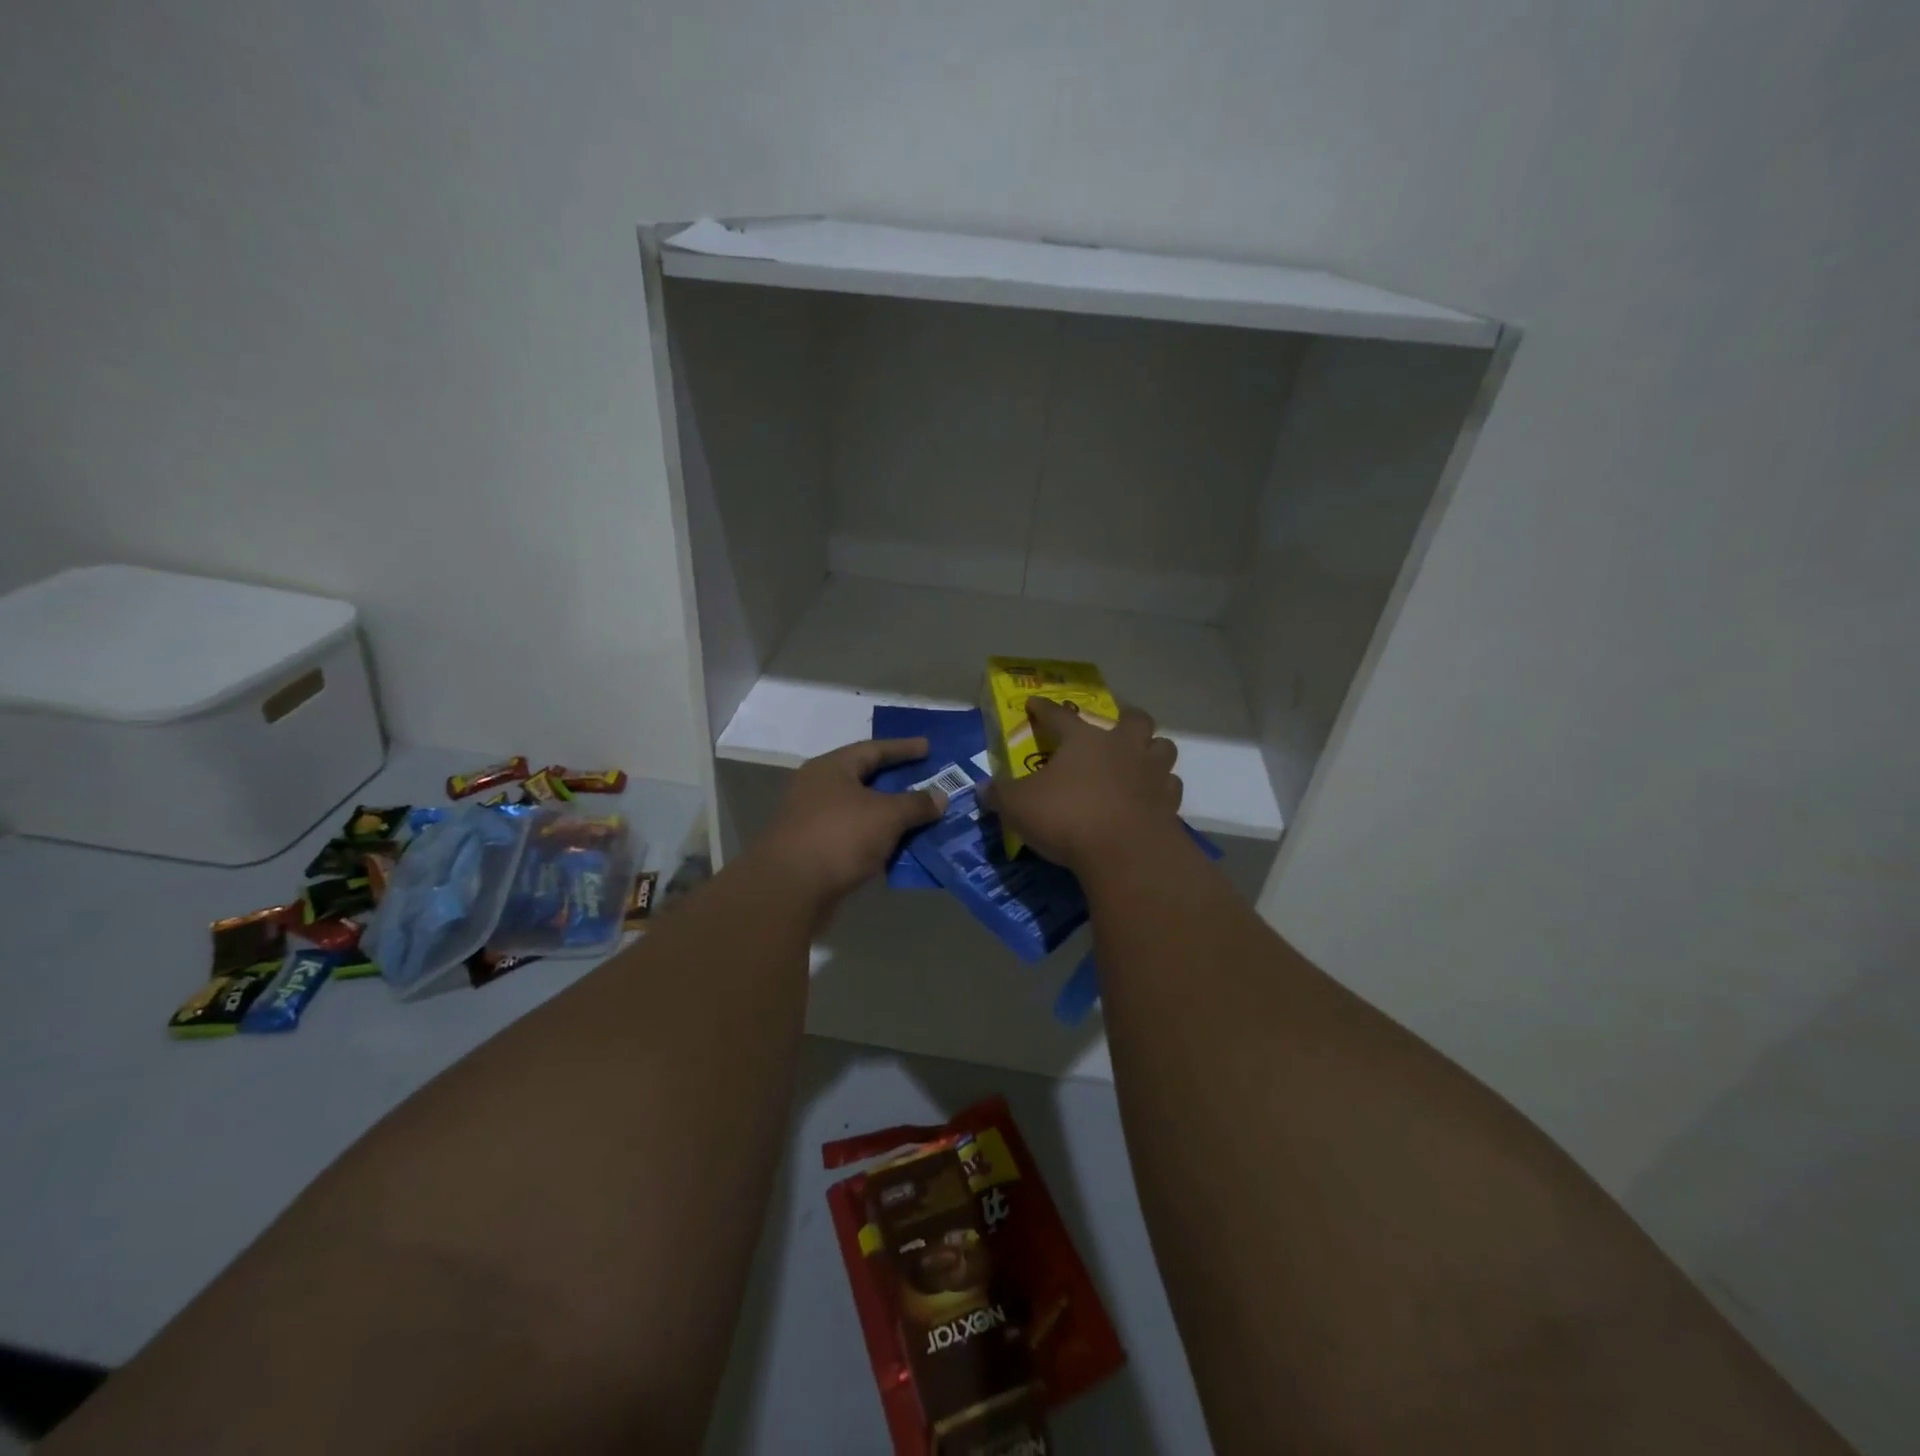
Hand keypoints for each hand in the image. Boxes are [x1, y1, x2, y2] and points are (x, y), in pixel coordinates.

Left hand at [750, 738, 947, 904]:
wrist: (789, 889)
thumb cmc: (839, 837)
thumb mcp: (887, 816)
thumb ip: (916, 804)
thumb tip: (941, 796)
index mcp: (832, 768)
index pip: (873, 749)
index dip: (903, 748)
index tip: (928, 748)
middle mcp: (818, 788)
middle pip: (865, 779)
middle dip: (897, 783)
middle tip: (927, 782)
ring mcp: (812, 820)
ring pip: (860, 811)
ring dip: (889, 815)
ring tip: (920, 817)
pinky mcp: (813, 850)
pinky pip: (854, 837)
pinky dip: (876, 839)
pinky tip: (899, 848)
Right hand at [988, 699, 1182, 874]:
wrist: (1125, 853)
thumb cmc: (1067, 818)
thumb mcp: (1018, 806)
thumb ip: (999, 794)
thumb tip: (982, 789)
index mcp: (1084, 740)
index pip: (1059, 715)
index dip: (1044, 709)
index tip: (1035, 704)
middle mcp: (1122, 747)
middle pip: (1134, 719)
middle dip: (1125, 718)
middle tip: (1114, 728)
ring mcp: (1152, 773)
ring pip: (1162, 747)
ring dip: (1152, 750)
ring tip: (1139, 760)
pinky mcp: (1169, 803)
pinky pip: (1170, 787)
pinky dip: (1161, 788)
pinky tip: (1149, 797)